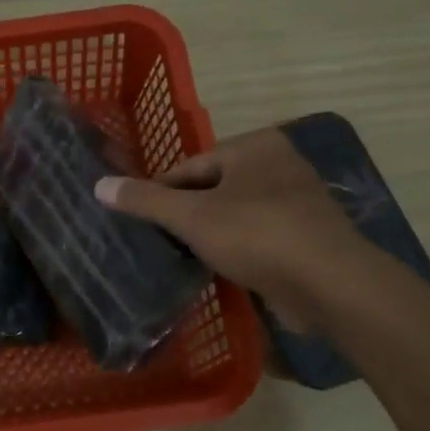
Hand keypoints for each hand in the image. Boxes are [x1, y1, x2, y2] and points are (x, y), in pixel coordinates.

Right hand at [95, 127, 364, 326]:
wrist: (330, 284)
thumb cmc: (257, 235)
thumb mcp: (193, 216)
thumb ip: (146, 201)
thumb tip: (99, 185)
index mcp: (254, 146)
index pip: (190, 166)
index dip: (159, 194)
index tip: (137, 222)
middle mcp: (279, 164)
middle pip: (213, 189)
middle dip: (186, 216)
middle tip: (156, 244)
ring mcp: (296, 201)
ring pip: (235, 214)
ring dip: (210, 235)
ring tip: (180, 260)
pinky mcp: (305, 236)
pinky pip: (257, 236)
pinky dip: (236, 250)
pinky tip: (217, 270)